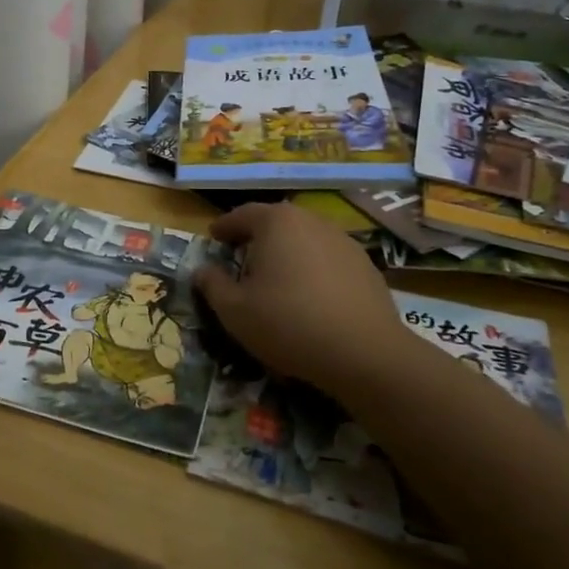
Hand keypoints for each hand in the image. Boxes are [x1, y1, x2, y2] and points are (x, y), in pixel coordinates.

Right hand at [195, 203, 429, 402]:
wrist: (365, 353)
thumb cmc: (288, 323)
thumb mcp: (234, 310)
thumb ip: (212, 284)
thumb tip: (203, 270)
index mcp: (276, 222)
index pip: (241, 215)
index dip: (224, 228)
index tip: (213, 239)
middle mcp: (311, 220)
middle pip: (275, 223)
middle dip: (256, 238)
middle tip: (241, 259)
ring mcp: (343, 241)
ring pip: (304, 240)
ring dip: (287, 253)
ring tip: (276, 280)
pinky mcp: (366, 265)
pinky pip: (327, 260)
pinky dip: (313, 270)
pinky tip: (309, 297)